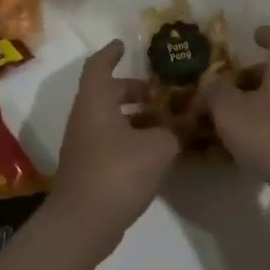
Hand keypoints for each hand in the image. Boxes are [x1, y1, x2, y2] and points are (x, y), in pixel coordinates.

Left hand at [44, 41, 176, 255]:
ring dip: (134, 116)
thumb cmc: (117, 173)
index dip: (112, 53)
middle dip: (132, 89)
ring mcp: (83, 145)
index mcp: (96, 101)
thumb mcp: (158, 148)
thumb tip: (188, 121)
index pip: (99, 66)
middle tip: (159, 92)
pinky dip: (130, 138)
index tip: (124, 45)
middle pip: (107, 93)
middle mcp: (85, 117)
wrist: (81, 224)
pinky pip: (110, 141)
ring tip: (165, 122)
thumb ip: (175, 131)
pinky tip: (154, 151)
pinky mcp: (88, 168)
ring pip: (109, 119)